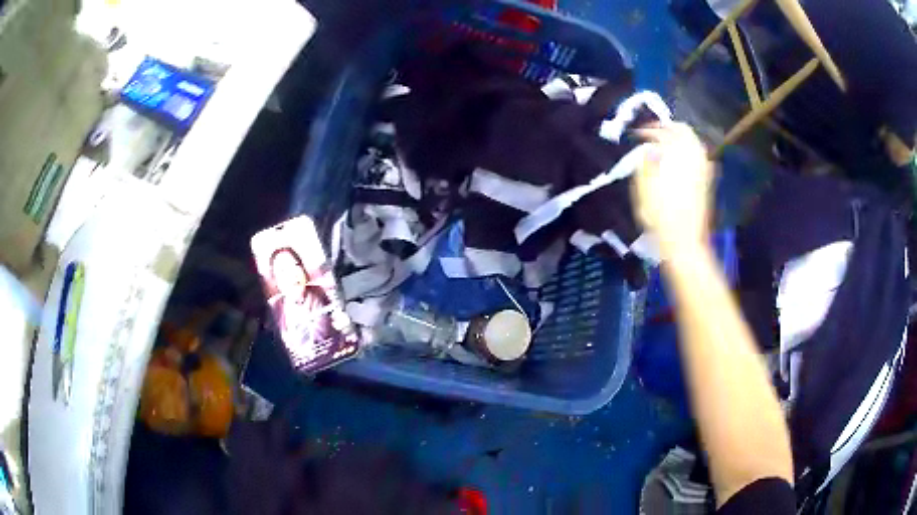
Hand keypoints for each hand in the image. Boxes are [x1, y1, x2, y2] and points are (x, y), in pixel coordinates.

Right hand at [632, 123, 713, 254]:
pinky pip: (700, 157)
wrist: (684, 241)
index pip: (663, 132)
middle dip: (669, 128)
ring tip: (667, 142)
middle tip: (655, 131)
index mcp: (676, 156)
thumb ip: (645, 162)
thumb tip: (647, 148)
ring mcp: (703, 169)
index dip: (649, 130)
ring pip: (695, 143)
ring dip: (681, 138)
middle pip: (684, 131)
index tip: (637, 134)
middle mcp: (693, 157)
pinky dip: (690, 151)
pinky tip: (682, 158)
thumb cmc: (660, 215)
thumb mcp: (643, 188)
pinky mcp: (707, 181)